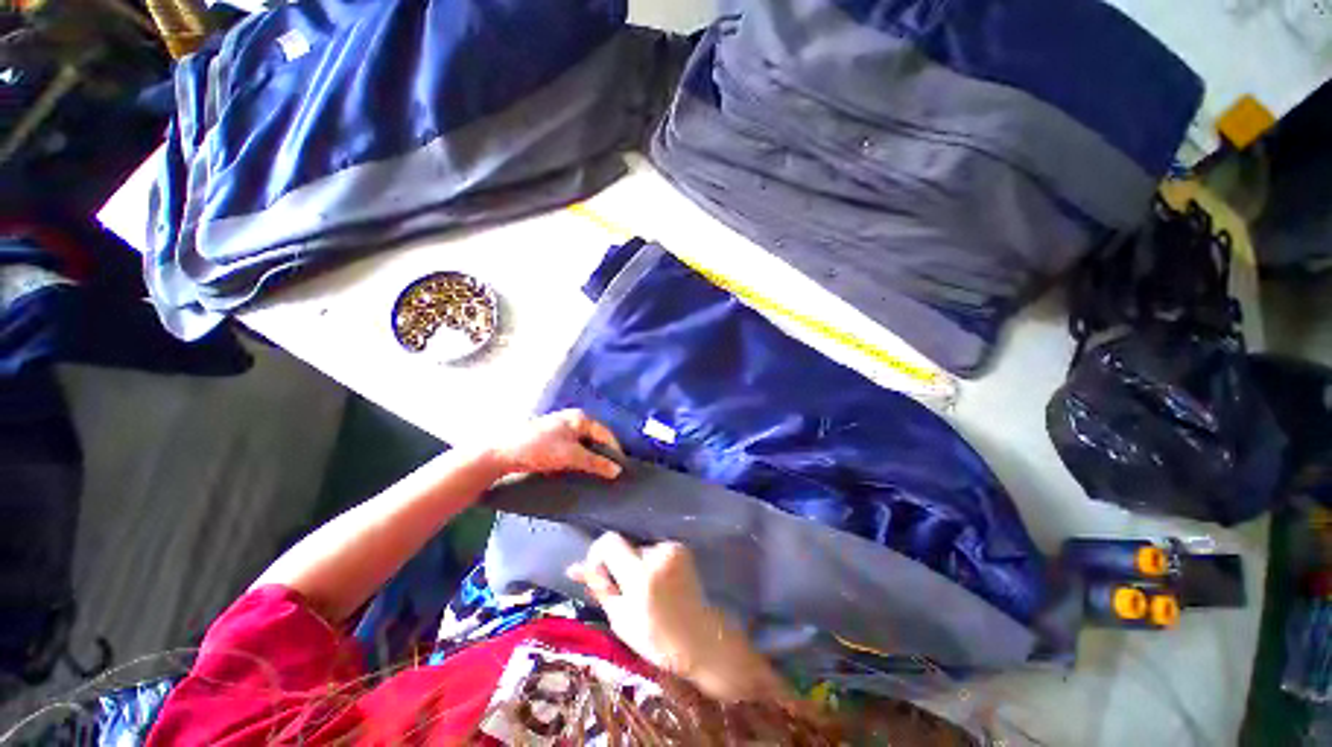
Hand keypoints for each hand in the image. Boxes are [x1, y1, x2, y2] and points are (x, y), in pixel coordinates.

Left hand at [490, 409, 622, 479]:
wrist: (502, 453)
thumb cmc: (540, 449)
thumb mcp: (571, 456)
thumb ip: (596, 462)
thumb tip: (618, 470)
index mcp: (580, 418)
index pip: (606, 434)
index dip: (614, 451)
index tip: (620, 469)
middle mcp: (573, 420)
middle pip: (596, 438)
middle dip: (602, 455)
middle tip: (609, 473)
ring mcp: (561, 429)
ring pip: (584, 445)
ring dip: (590, 458)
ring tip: (596, 474)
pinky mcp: (552, 439)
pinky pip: (573, 448)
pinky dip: (578, 458)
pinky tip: (578, 469)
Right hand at [566, 532, 721, 675]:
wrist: (699, 639)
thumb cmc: (655, 638)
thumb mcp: (619, 618)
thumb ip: (598, 588)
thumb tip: (573, 568)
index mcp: (640, 576)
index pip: (609, 542)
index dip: (597, 554)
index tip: (597, 574)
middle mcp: (657, 555)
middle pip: (624, 547)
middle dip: (617, 565)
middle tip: (622, 590)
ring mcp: (672, 549)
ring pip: (638, 549)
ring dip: (635, 565)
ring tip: (643, 591)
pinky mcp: (681, 548)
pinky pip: (654, 550)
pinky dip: (650, 563)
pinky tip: (657, 584)